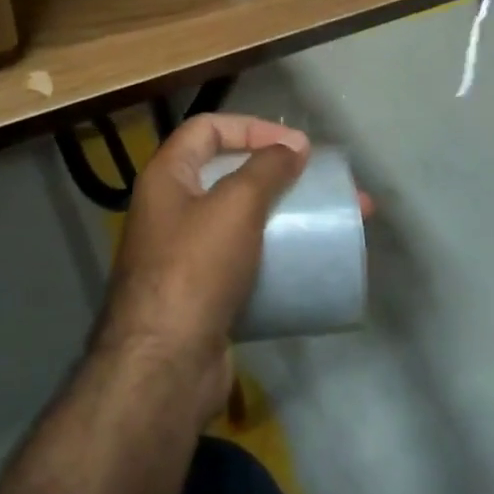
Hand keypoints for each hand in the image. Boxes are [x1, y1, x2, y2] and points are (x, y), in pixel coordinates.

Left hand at [90, 114, 310, 427]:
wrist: (165, 367)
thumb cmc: (196, 269)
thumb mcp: (235, 205)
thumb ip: (265, 168)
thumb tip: (293, 147)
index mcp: (166, 176)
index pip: (208, 128)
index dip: (252, 126)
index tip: (296, 145)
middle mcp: (170, 208)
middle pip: (227, 174)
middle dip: (277, 174)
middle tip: (321, 183)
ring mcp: (184, 254)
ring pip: (239, 219)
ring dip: (281, 215)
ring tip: (328, 222)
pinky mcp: (202, 293)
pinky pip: (242, 260)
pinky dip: (272, 254)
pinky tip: (303, 264)